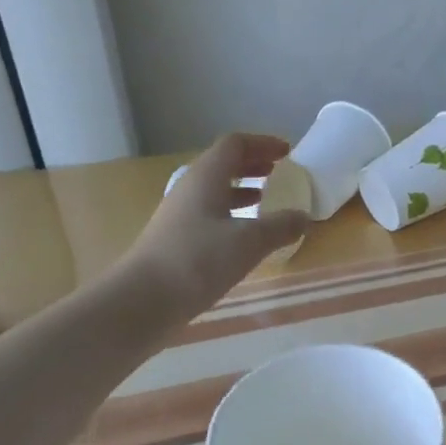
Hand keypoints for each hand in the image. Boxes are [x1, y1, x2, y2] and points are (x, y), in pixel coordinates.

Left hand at [120, 133, 310, 321]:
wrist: (142, 300)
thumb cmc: (198, 261)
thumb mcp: (249, 242)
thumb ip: (280, 226)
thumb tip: (303, 217)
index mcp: (206, 177)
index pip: (235, 144)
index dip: (263, 144)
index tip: (287, 152)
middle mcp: (190, 188)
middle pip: (223, 164)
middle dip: (253, 164)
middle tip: (279, 171)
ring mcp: (179, 214)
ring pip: (214, 190)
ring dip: (241, 189)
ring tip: (266, 200)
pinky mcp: (175, 239)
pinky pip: (208, 214)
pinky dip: (231, 214)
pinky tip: (244, 235)